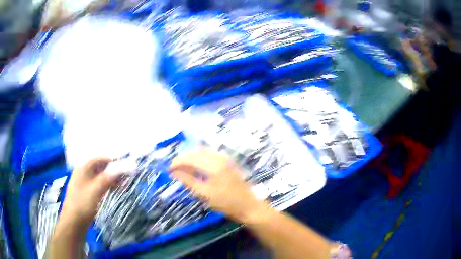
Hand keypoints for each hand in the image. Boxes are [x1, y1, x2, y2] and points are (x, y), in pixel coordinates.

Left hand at [60, 158, 119, 226]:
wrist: (73, 220)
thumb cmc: (83, 202)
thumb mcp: (96, 189)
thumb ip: (108, 178)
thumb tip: (121, 169)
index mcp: (83, 168)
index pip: (99, 159)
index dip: (111, 161)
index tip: (123, 166)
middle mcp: (82, 173)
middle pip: (99, 168)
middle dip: (112, 172)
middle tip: (124, 178)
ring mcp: (83, 183)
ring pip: (98, 178)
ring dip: (109, 180)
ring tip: (121, 186)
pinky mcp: (84, 192)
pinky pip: (96, 185)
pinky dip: (105, 186)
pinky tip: (111, 191)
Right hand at [170, 151, 266, 222]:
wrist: (248, 206)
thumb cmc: (226, 203)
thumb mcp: (204, 194)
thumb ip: (188, 181)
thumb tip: (174, 172)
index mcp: (214, 166)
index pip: (191, 158)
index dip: (178, 162)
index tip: (169, 169)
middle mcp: (220, 157)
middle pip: (196, 152)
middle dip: (183, 159)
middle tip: (174, 169)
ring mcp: (225, 158)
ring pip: (203, 152)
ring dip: (192, 157)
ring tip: (183, 168)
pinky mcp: (228, 161)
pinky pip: (210, 154)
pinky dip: (200, 158)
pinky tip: (196, 166)